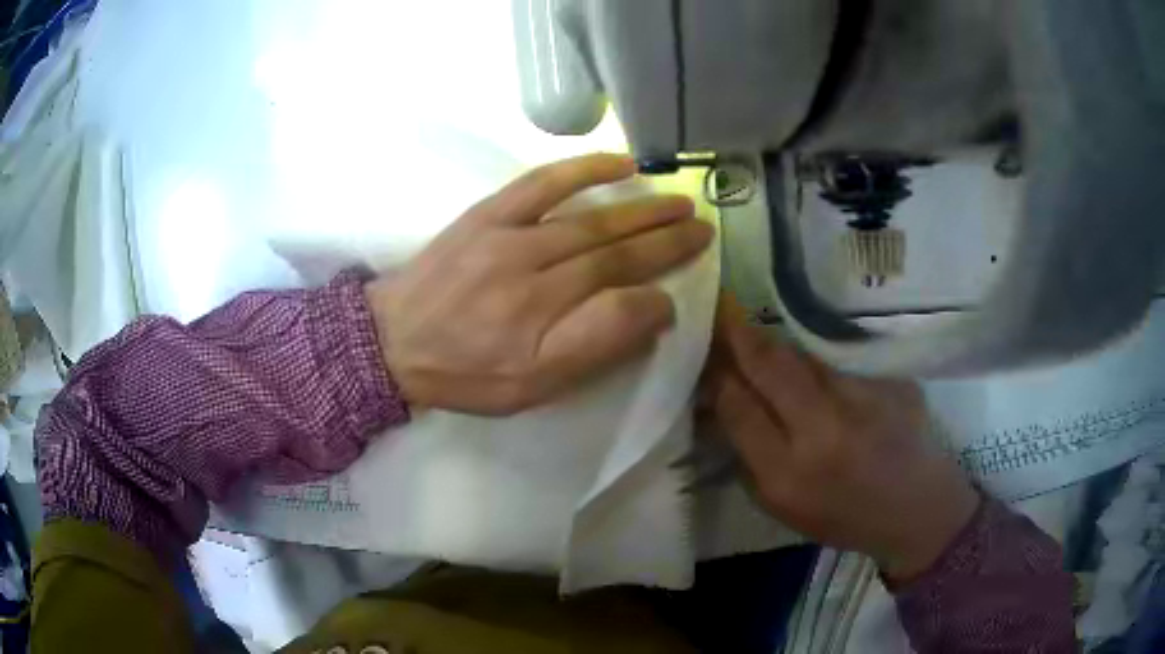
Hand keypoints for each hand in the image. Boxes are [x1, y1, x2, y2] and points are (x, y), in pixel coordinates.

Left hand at [365, 153, 713, 415]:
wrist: (392, 341)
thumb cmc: (465, 373)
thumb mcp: (531, 386)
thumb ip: (595, 347)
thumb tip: (653, 309)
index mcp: (542, 317)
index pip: (620, 287)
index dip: (662, 275)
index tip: (692, 268)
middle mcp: (531, 268)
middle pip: (611, 246)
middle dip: (664, 235)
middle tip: (702, 225)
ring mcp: (508, 234)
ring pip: (587, 216)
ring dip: (638, 207)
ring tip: (677, 200)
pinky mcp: (488, 214)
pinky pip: (541, 183)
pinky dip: (583, 169)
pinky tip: (619, 164)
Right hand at [701, 293, 979, 581]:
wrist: (916, 508)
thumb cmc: (844, 517)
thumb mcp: (784, 507)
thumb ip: (751, 457)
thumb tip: (725, 404)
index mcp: (788, 475)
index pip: (737, 407)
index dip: (716, 373)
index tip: (704, 351)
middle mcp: (824, 433)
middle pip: (770, 366)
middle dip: (739, 334)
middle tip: (721, 308)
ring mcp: (864, 400)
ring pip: (807, 354)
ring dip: (779, 340)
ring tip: (762, 330)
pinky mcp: (892, 381)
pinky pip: (843, 357)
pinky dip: (821, 353)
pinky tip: (816, 353)